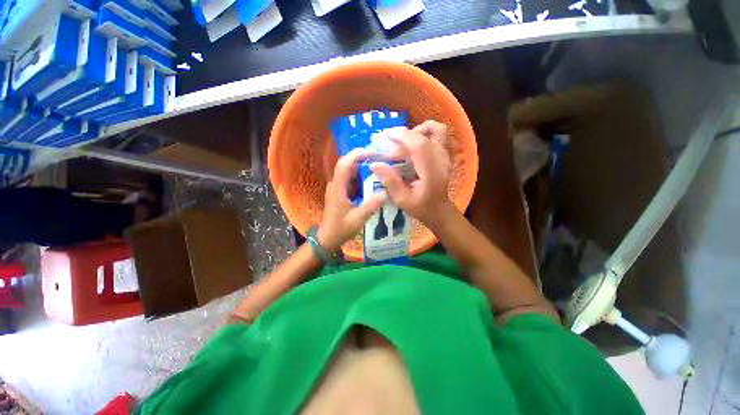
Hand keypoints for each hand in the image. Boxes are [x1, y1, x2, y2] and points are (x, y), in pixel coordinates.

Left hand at [318, 148, 386, 252]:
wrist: (327, 239)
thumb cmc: (340, 229)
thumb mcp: (357, 220)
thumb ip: (370, 206)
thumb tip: (385, 192)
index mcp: (338, 188)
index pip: (345, 164)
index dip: (357, 155)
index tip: (373, 153)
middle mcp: (336, 184)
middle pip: (347, 164)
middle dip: (362, 158)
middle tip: (379, 159)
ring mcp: (338, 188)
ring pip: (349, 171)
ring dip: (362, 167)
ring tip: (379, 167)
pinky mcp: (341, 192)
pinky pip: (351, 180)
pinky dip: (361, 178)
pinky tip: (372, 181)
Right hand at [370, 120, 455, 228]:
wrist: (438, 210)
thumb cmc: (420, 207)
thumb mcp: (402, 199)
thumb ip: (390, 181)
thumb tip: (374, 164)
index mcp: (432, 172)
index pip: (419, 145)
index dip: (401, 136)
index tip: (384, 135)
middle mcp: (441, 160)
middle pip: (425, 136)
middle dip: (403, 135)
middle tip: (388, 142)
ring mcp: (445, 156)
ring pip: (436, 130)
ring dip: (417, 131)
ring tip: (402, 142)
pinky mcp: (444, 154)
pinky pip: (437, 135)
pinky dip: (423, 134)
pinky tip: (412, 145)